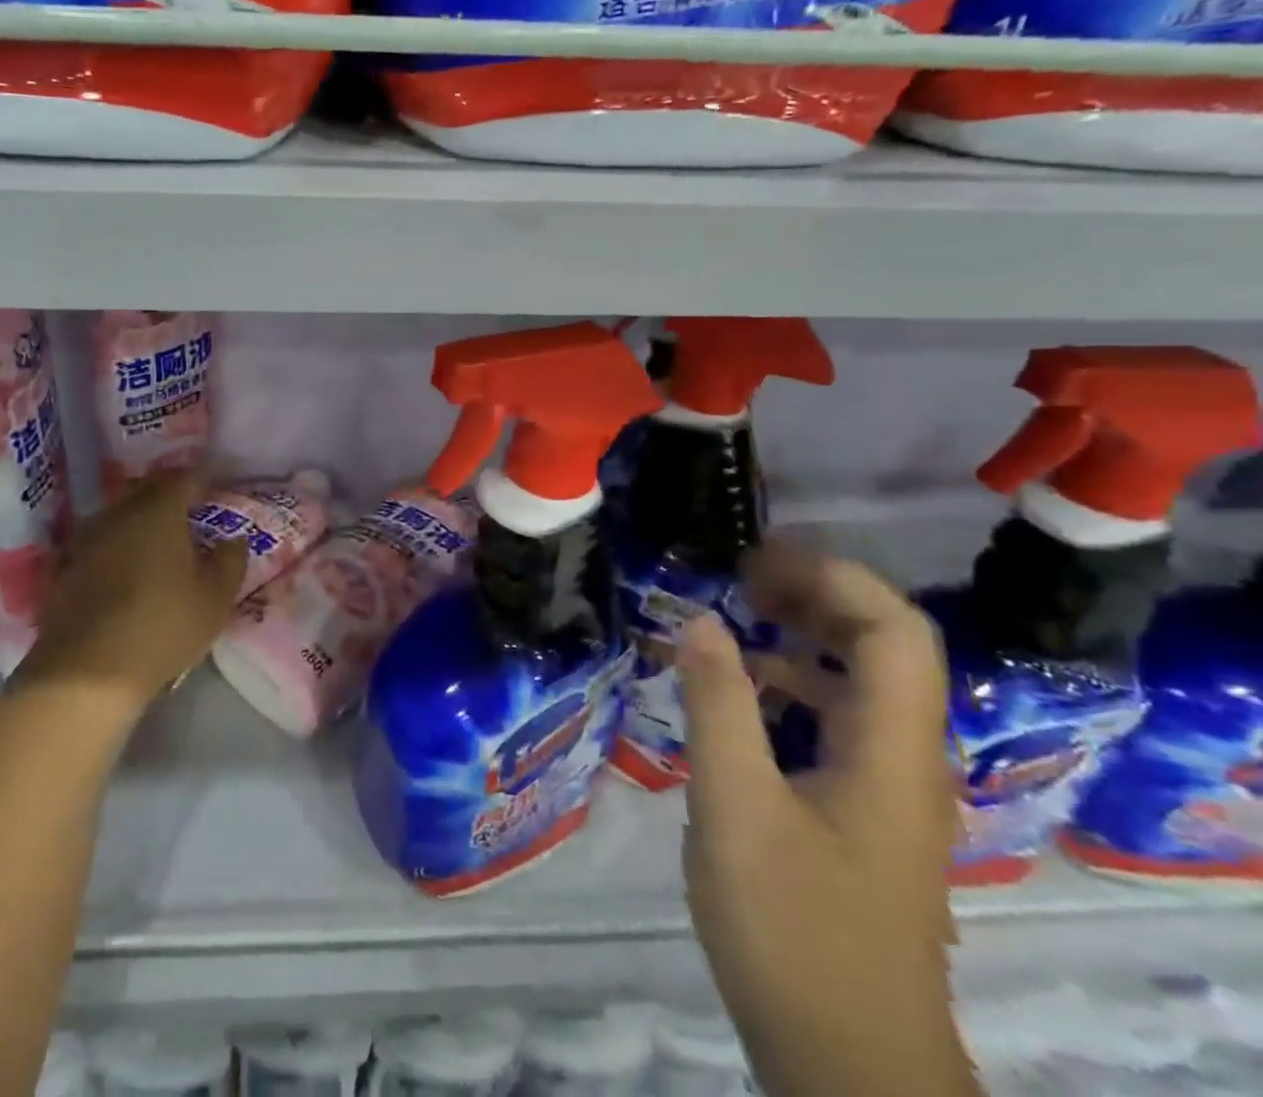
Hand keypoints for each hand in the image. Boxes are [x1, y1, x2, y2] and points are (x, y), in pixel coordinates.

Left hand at [17, 470, 247, 713]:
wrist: (85, 672)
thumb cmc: (162, 627)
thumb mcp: (214, 599)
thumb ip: (230, 561)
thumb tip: (234, 538)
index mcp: (159, 511)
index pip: (186, 478)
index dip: (205, 478)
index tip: (220, 484)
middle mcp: (121, 514)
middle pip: (150, 490)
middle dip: (173, 494)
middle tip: (195, 508)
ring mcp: (90, 539)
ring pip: (124, 514)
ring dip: (145, 519)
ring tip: (165, 537)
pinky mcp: (70, 567)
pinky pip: (106, 541)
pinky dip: (124, 544)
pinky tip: (134, 565)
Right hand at [678, 544, 976, 1096]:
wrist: (847, 1061)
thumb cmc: (791, 926)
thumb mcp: (735, 807)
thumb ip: (718, 706)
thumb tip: (699, 619)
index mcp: (892, 750)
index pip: (894, 630)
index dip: (833, 577)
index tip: (755, 559)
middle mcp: (906, 759)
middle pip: (886, 647)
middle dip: (817, 595)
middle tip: (739, 576)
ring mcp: (889, 790)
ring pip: (861, 685)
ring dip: (803, 637)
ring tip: (733, 618)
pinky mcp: (864, 815)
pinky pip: (838, 722)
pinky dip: (792, 686)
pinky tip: (738, 694)